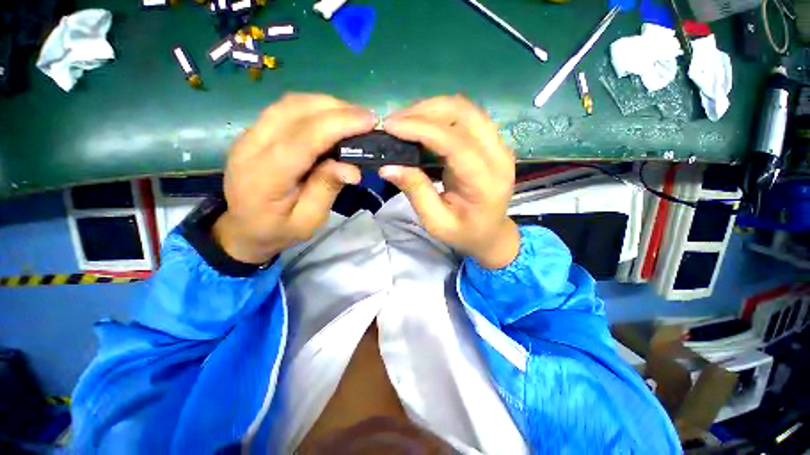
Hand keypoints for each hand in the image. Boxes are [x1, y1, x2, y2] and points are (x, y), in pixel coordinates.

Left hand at [213, 93, 375, 263]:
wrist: (243, 228)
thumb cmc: (278, 230)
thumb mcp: (308, 220)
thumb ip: (326, 191)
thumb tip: (352, 168)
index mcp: (265, 176)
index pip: (303, 139)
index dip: (338, 125)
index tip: (369, 122)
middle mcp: (251, 147)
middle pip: (295, 111)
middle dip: (337, 109)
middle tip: (367, 119)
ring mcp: (249, 134)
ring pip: (290, 104)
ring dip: (326, 105)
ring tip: (353, 117)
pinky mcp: (255, 131)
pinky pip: (286, 108)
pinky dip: (314, 107)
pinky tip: (332, 117)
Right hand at [379, 95, 519, 268]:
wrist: (491, 232)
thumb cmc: (464, 233)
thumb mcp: (436, 221)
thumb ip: (416, 191)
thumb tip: (387, 166)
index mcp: (485, 182)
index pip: (455, 143)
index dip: (422, 129)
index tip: (390, 126)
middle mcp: (498, 156)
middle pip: (464, 114)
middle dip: (424, 111)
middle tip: (394, 122)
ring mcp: (499, 145)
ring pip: (465, 109)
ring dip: (432, 109)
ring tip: (404, 121)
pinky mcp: (492, 141)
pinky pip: (466, 116)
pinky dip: (440, 115)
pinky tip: (422, 124)